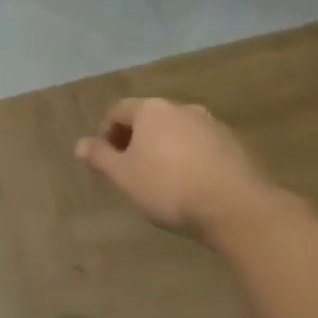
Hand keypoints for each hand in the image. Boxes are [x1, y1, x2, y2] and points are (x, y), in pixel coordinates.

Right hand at [75, 98, 275, 238]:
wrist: (237, 209)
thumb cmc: (169, 187)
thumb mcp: (124, 176)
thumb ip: (100, 158)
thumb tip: (80, 145)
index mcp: (151, 110)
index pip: (117, 111)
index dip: (105, 134)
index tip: (105, 161)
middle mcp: (181, 108)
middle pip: (148, 119)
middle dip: (136, 141)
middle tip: (130, 171)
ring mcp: (212, 125)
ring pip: (176, 133)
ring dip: (164, 150)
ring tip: (161, 181)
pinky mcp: (235, 146)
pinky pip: (201, 147)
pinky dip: (189, 160)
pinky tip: (190, 186)